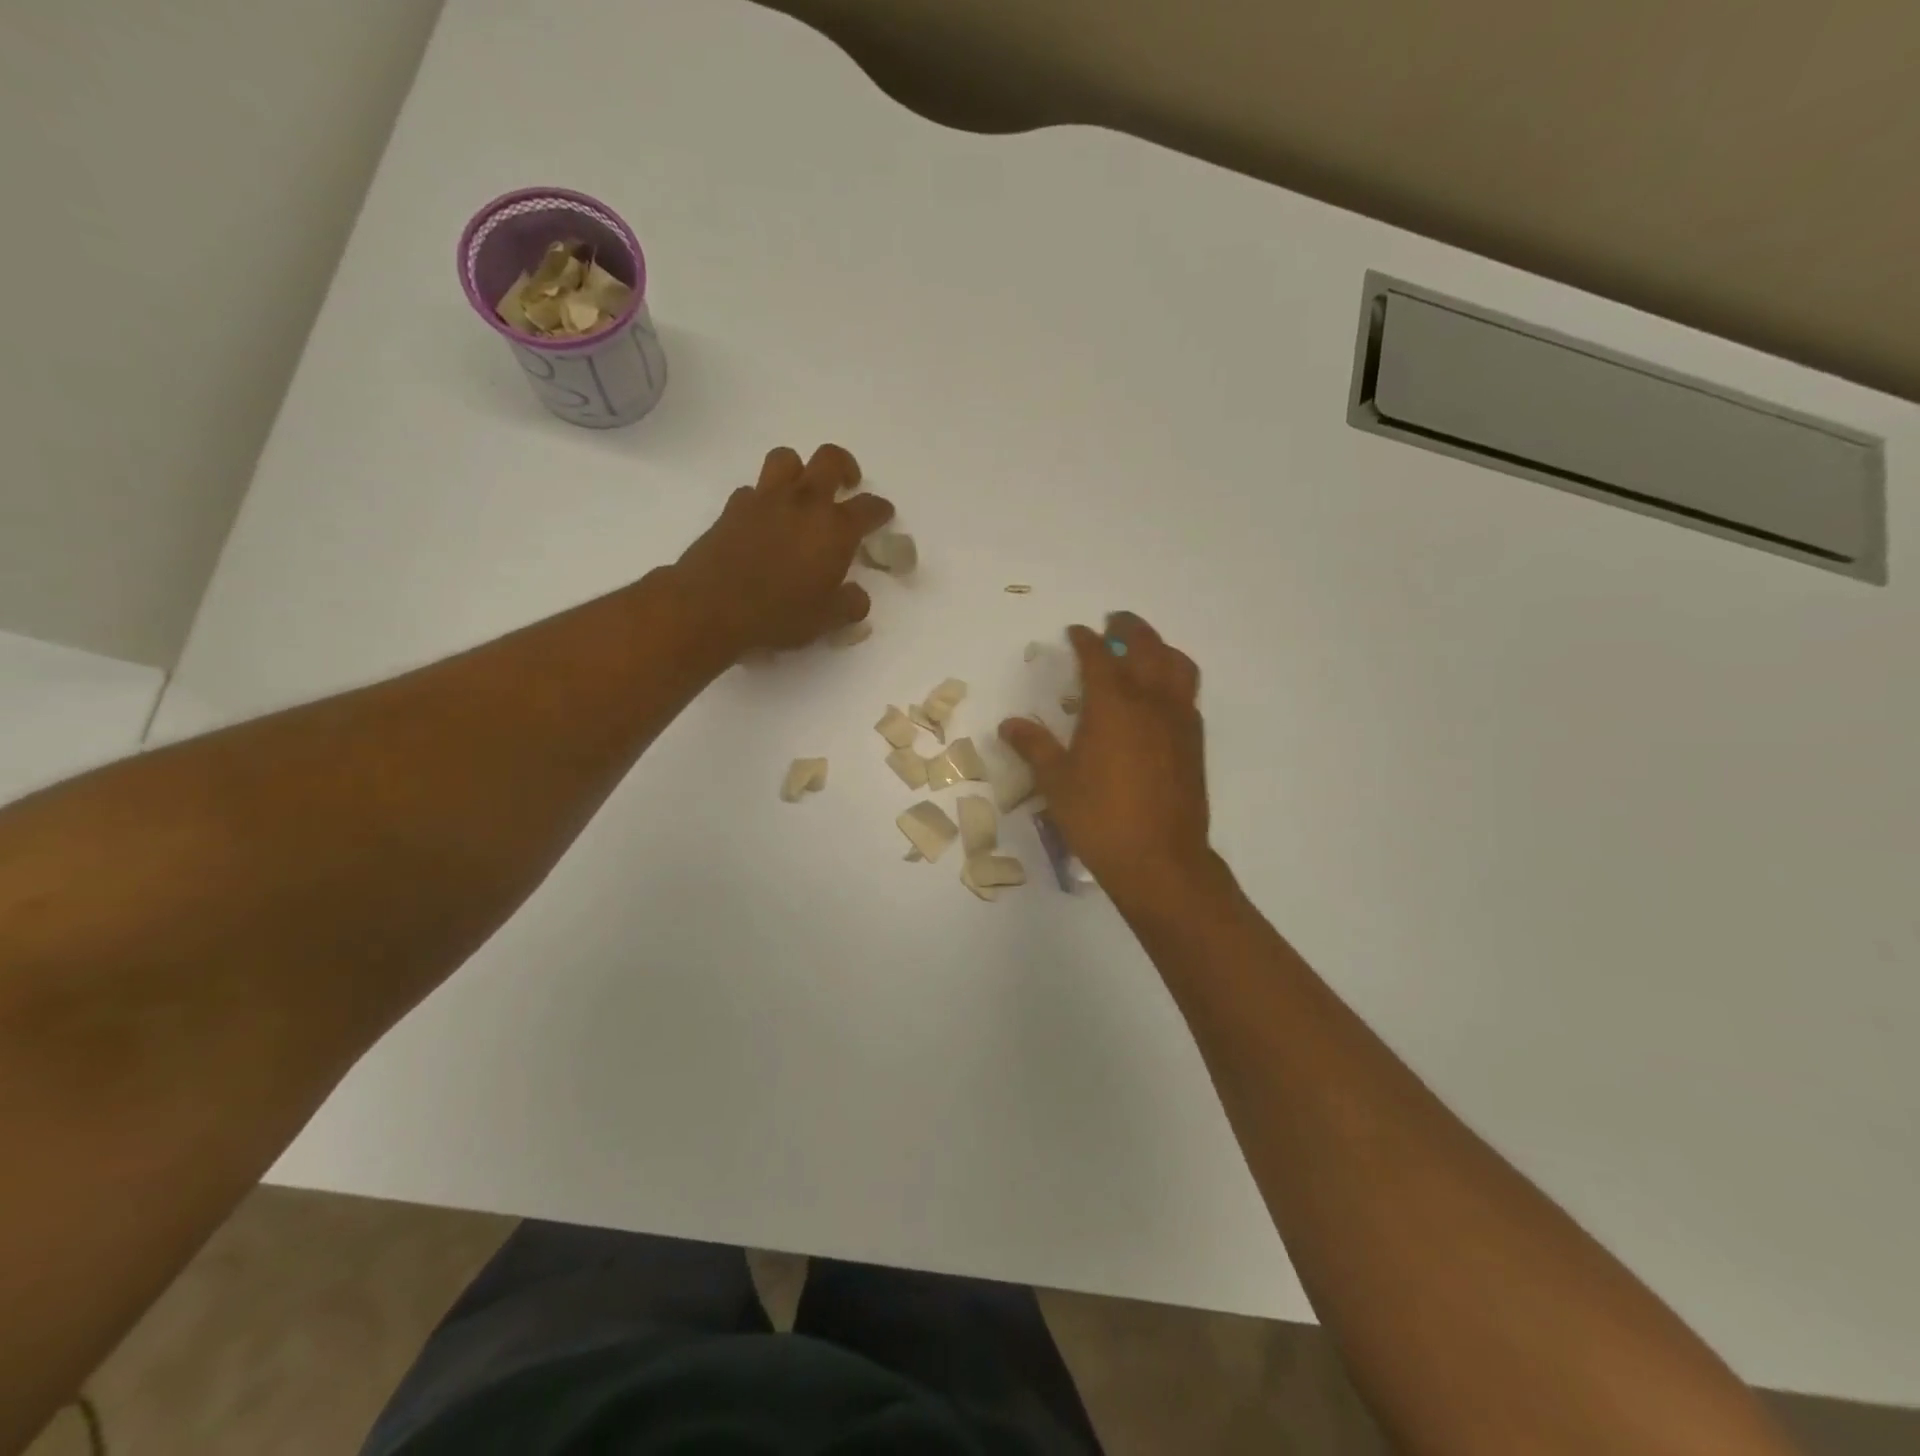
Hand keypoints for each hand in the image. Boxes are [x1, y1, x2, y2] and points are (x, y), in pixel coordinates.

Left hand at [674, 444, 894, 657]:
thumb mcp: (826, 620)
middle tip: (846, 486)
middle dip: (844, 468)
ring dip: (799, 471)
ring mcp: (765, 500)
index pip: (869, 507)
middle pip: (830, 460)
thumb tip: (857, 597)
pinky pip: (753, 490)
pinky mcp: (733, 508)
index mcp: (835, 529)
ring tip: (802, 493)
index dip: (880, 510)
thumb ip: (850, 605)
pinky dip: (763, 499)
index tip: (883, 515)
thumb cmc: (779, 614)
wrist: (711, 606)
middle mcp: (804, 503)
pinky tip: (764, 520)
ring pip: (787, 459)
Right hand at [998, 612, 1212, 906]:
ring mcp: (1179, 720)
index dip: (1085, 640)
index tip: (1076, 632)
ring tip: (1144, 649)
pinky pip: (1187, 693)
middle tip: (1115, 622)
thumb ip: (1034, 746)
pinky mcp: (1194, 742)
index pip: (1099, 657)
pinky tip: (1160, 695)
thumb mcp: (1056, 782)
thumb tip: (1010, 724)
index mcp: (1112, 705)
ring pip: (1177, 665)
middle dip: (1129, 629)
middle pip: (1145, 647)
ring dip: (1159, 647)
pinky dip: (1174, 677)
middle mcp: (1150, 701)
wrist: (1160, 860)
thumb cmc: (1099, 818)